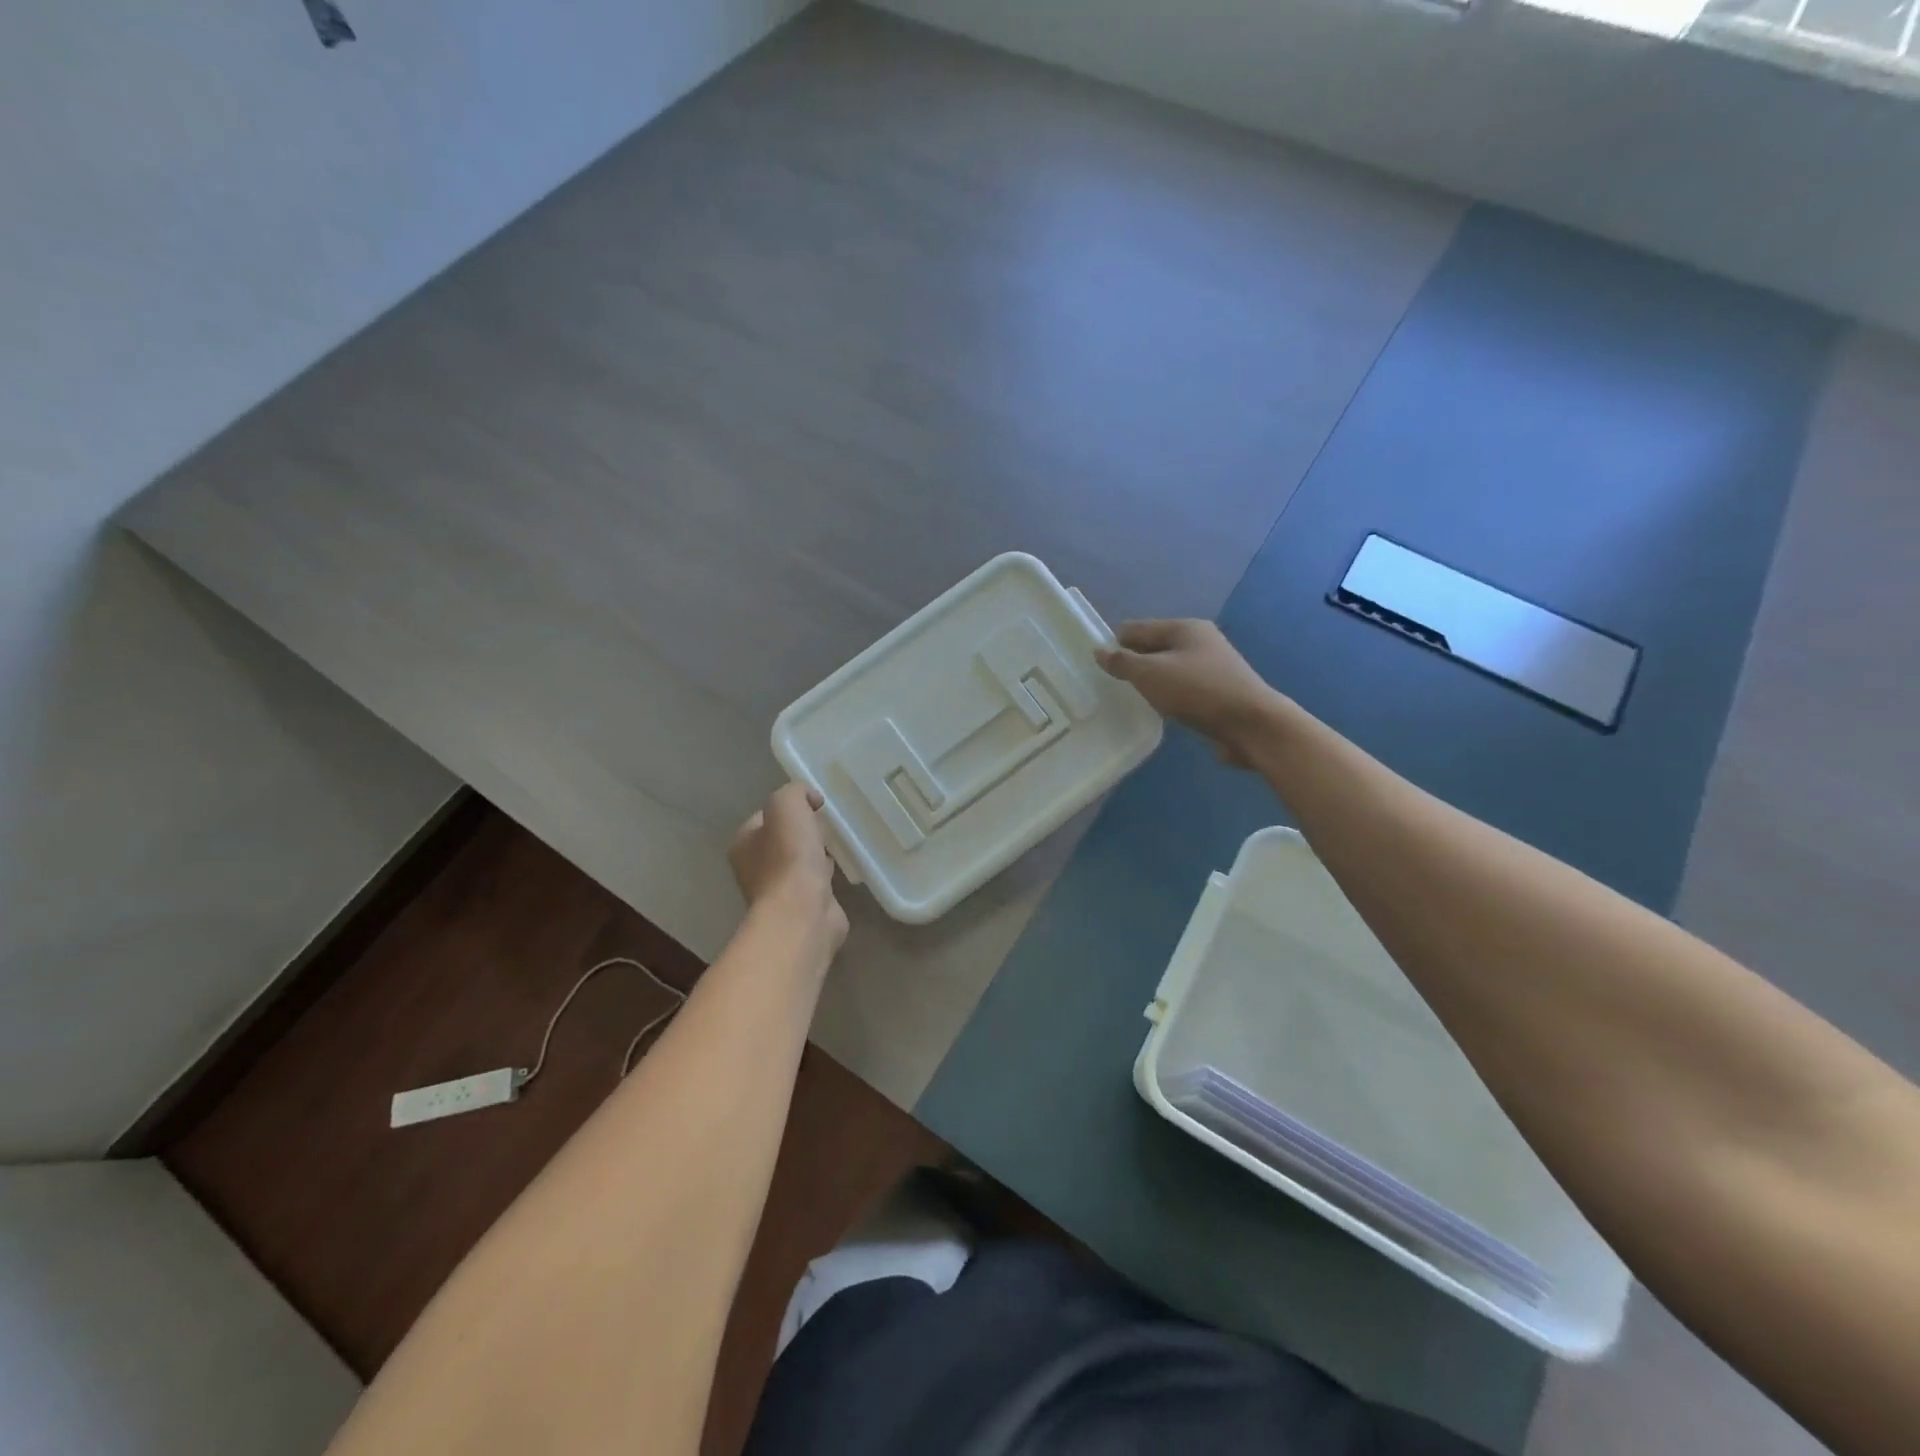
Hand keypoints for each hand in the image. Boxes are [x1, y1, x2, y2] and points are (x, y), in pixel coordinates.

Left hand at [729, 784, 848, 956]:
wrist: (802, 912)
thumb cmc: (789, 857)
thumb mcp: (787, 806)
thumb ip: (795, 792)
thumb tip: (810, 799)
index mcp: (743, 844)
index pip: (765, 817)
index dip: (789, 808)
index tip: (815, 807)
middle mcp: (754, 868)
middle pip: (782, 840)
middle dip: (803, 833)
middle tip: (826, 827)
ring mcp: (777, 892)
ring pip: (799, 863)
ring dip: (815, 855)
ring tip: (836, 847)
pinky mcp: (801, 909)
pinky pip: (815, 884)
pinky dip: (826, 877)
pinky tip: (841, 872)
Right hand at [1097, 619, 1282, 767]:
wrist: (1252, 725)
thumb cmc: (1198, 691)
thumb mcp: (1151, 674)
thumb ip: (1122, 662)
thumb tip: (1098, 650)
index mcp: (1185, 627)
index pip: (1137, 628)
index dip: (1115, 643)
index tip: (1096, 667)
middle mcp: (1200, 641)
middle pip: (1154, 647)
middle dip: (1133, 663)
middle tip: (1109, 685)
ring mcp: (1211, 667)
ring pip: (1168, 669)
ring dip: (1151, 681)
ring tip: (1130, 699)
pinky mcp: (1217, 692)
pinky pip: (1182, 688)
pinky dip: (1167, 695)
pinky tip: (1158, 710)